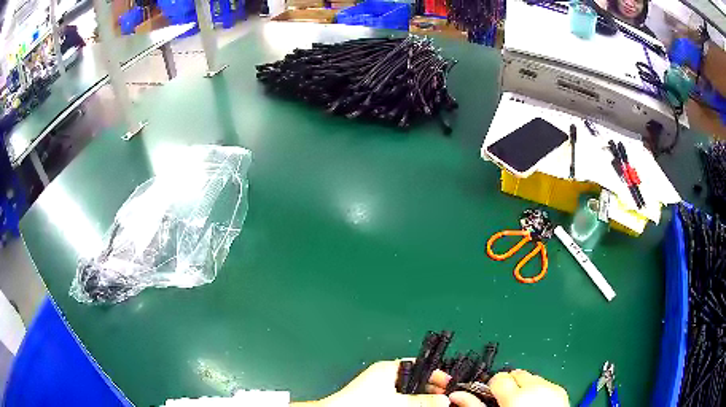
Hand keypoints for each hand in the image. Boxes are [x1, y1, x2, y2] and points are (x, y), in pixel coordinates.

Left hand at [292, 360, 449, 406]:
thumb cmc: (365, 404)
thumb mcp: (400, 402)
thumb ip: (423, 401)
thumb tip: (444, 400)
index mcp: (389, 368)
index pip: (419, 365)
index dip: (436, 374)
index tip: (450, 384)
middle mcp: (385, 376)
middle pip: (416, 380)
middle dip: (431, 389)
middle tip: (446, 398)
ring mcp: (379, 389)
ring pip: (409, 392)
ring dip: (422, 398)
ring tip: (436, 405)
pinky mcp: (376, 400)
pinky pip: (400, 399)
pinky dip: (411, 403)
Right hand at [428, 369, 567, 406]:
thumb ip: (475, 406)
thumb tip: (456, 395)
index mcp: (516, 395)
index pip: (499, 377)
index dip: (493, 387)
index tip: (493, 397)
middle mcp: (535, 387)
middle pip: (517, 374)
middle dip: (510, 385)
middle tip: (506, 401)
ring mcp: (551, 387)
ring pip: (532, 378)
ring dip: (525, 387)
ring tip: (522, 404)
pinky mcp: (561, 390)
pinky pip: (545, 383)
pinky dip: (538, 390)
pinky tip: (535, 404)